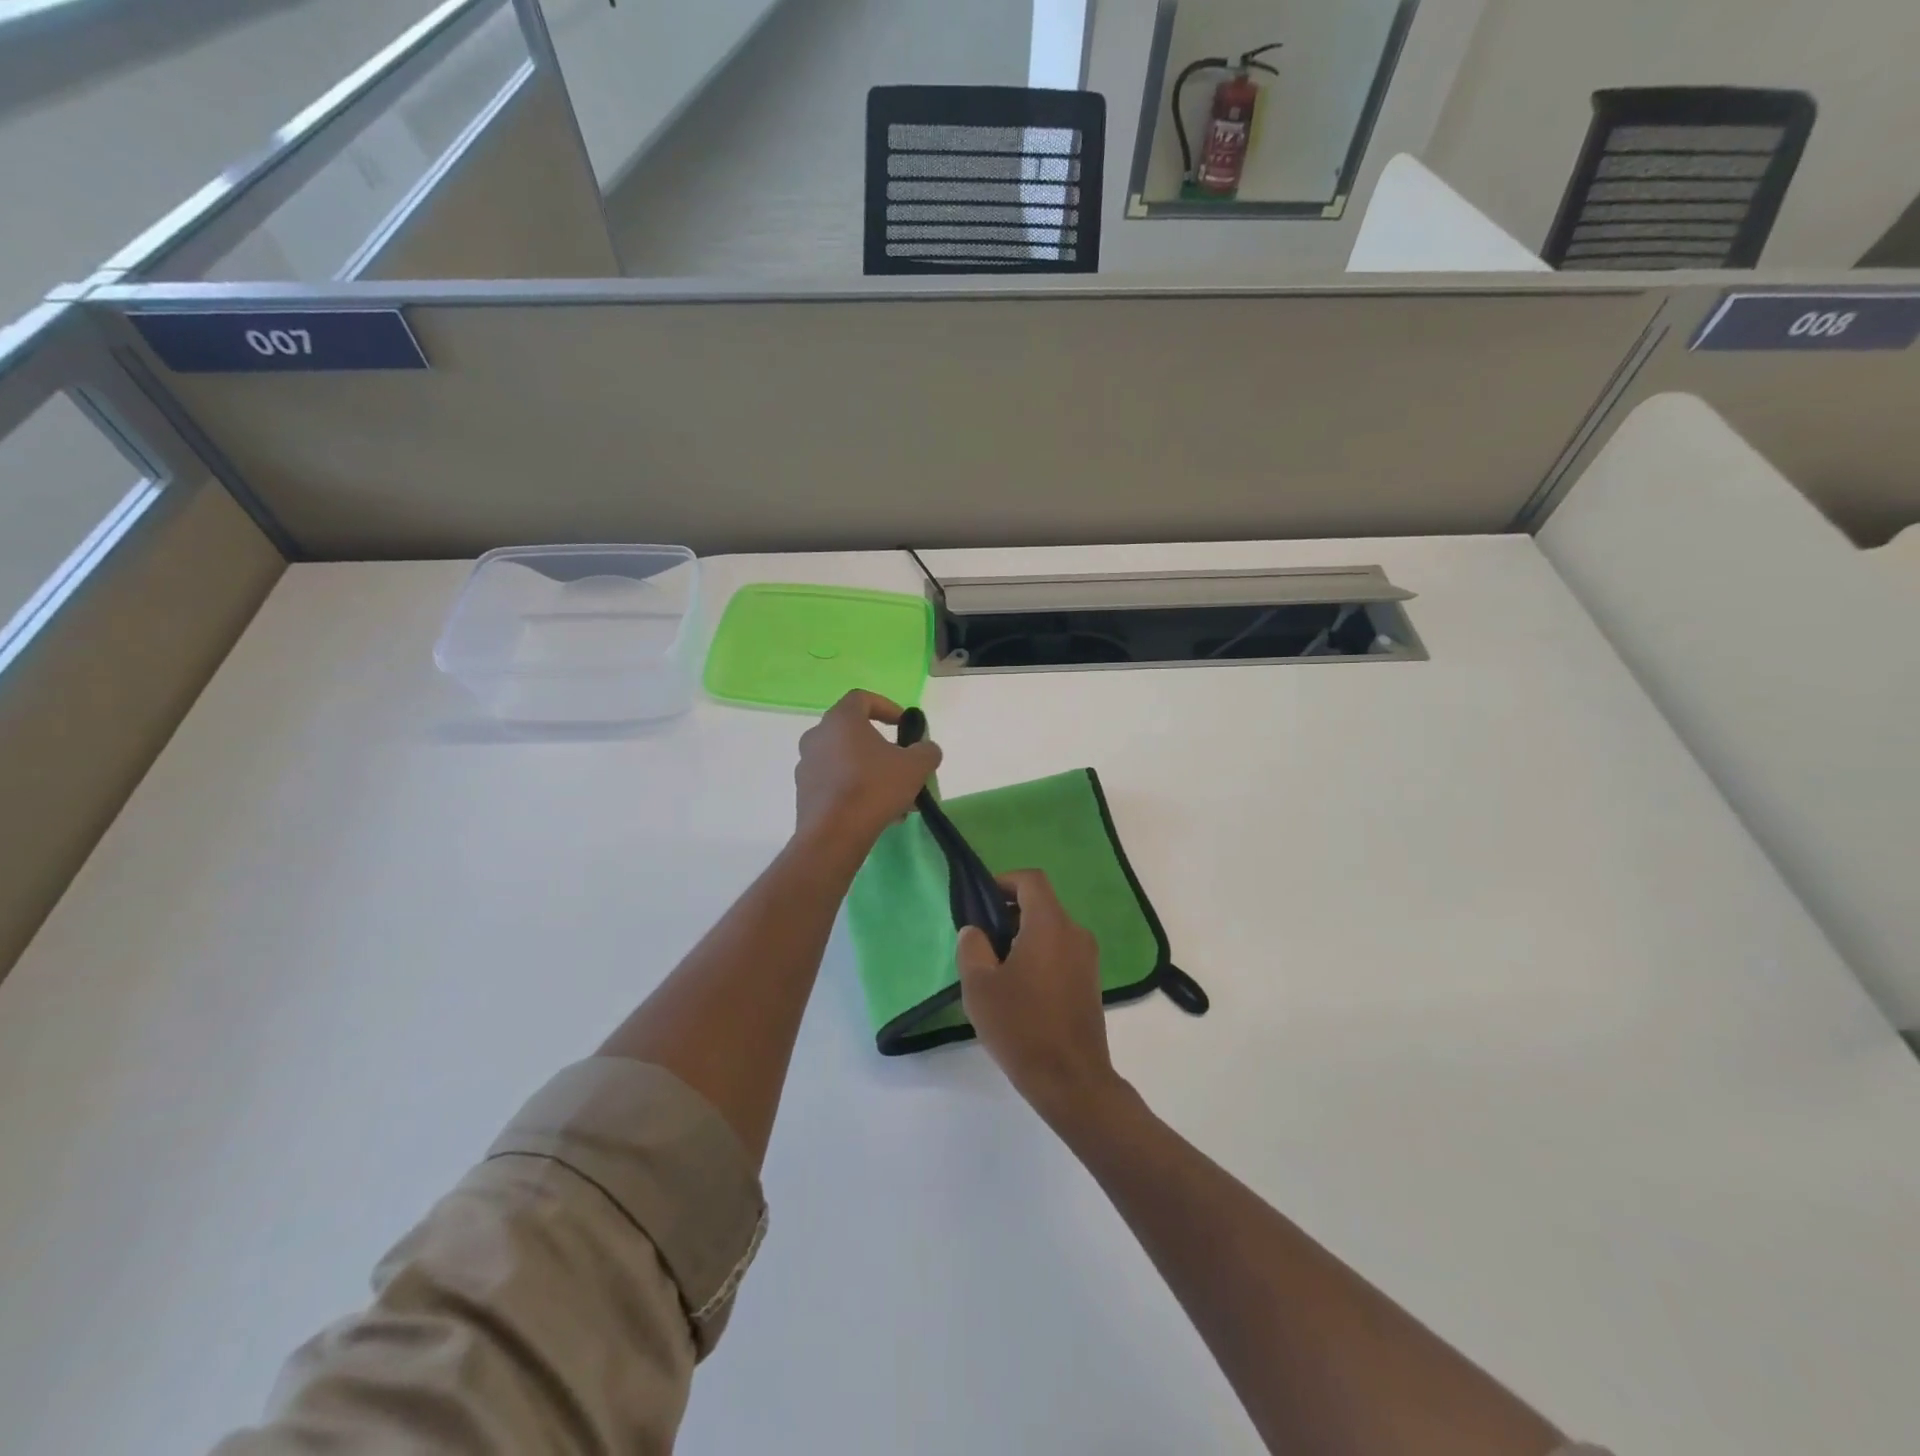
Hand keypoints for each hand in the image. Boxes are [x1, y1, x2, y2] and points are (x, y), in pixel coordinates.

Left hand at [794, 691, 941, 858]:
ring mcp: (807, 766)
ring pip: (846, 762)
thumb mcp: (915, 766)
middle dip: (882, 749)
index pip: (862, 698)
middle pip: (854, 734)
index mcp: (841, 720)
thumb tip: (926, 749)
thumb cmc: (874, 788)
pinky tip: (878, 814)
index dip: (886, 707)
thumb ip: (926, 751)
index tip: (904, 725)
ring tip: (897, 798)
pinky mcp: (804, 794)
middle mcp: (817, 737)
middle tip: (903, 765)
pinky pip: (836, 784)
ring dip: (872, 773)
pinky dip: (856, 791)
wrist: (834, 834)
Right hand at [957, 870, 1122, 1123]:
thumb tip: (975, 931)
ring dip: (1023, 936)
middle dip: (1009, 913)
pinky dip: (1039, 956)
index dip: (1004, 881)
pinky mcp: (1090, 982)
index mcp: (1050, 925)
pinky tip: (1019, 989)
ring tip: (996, 968)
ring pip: (1051, 930)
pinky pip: (1061, 952)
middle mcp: (1075, 933)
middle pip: (1041, 904)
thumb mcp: (980, 986)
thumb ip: (972, 948)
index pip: (1030, 880)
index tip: (982, 901)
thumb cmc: (1021, 1026)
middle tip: (982, 939)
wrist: (1071, 1080)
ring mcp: (1087, 959)